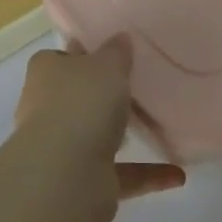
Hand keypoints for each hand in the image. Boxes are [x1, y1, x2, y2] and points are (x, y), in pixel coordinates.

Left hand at [15, 37, 184, 221]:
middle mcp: (47, 108)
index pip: (62, 57)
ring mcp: (62, 148)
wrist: (66, 175)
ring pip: (96, 135)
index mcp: (45, 72)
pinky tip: (176, 174)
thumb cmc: (83, 104)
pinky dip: (146, 174)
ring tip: (158, 127)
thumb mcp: (108, 65)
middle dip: (103, 97)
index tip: (113, 55)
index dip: (85, 55)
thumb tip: (120, 39)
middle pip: (78, 97)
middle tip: (139, 89)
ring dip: (123, 136)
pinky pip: (120, 174)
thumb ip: (117, 52)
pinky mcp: (82, 182)